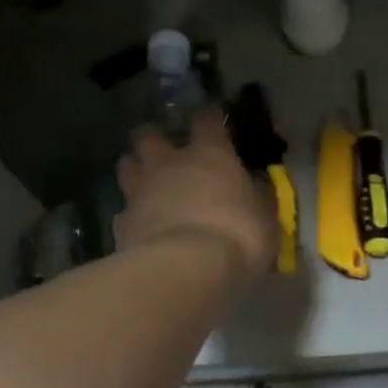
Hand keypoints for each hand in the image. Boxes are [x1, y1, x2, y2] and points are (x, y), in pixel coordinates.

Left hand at [116, 107, 277, 281]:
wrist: (186, 270)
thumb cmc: (237, 236)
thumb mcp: (265, 216)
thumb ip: (257, 195)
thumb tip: (255, 185)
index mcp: (210, 154)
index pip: (207, 119)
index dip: (210, 116)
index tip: (214, 118)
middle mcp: (169, 163)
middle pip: (149, 135)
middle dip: (156, 138)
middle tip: (168, 151)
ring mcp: (140, 191)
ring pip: (127, 164)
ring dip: (137, 169)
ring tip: (149, 183)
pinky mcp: (122, 222)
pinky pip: (124, 210)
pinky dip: (133, 214)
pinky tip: (143, 226)